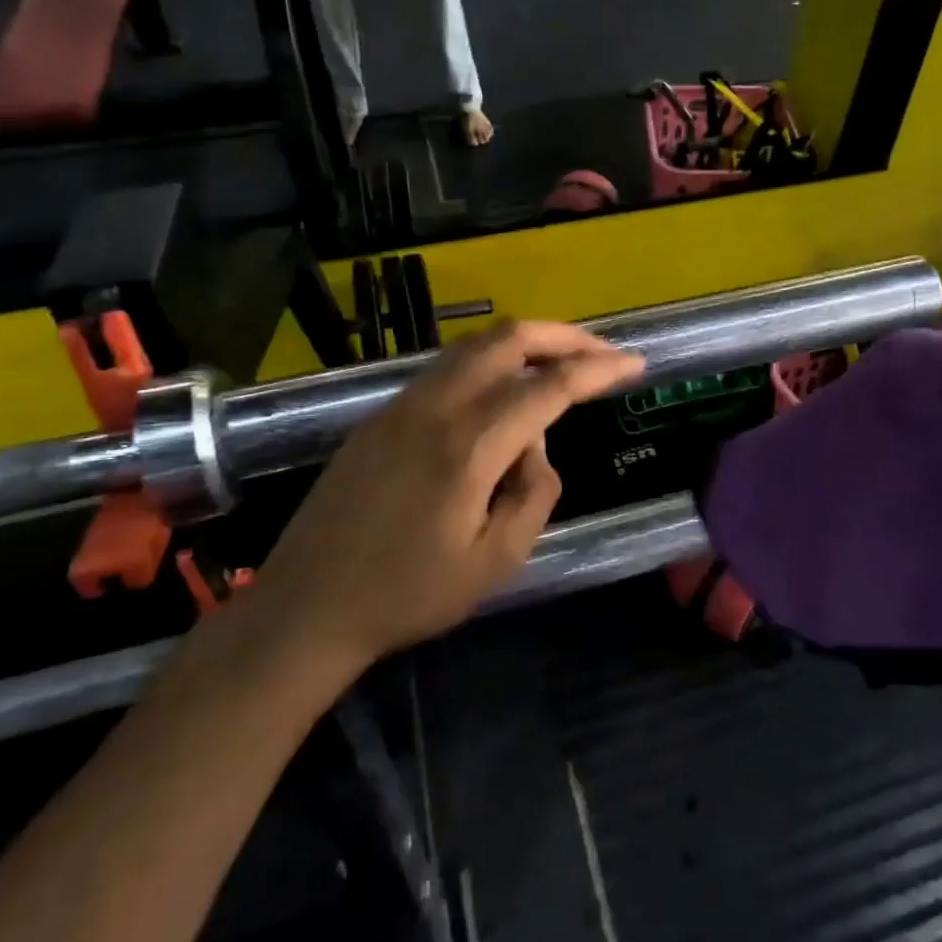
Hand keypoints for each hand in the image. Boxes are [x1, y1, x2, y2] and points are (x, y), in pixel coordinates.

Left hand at [247, 322, 643, 677]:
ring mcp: (403, 404)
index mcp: (469, 445)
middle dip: (563, 336)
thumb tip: (536, 446)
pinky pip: (448, 367)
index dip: (598, 370)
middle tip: (601, 353)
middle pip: (508, 339)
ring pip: (474, 345)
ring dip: (525, 343)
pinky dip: (489, 361)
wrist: (306, 605)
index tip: (635, 364)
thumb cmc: (408, 595)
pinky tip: (503, 392)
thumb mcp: (495, 562)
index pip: (549, 387)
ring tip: (560, 365)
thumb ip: (534, 493)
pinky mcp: (382, 414)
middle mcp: (436, 407)